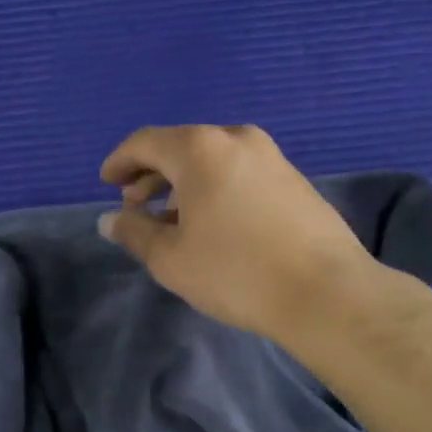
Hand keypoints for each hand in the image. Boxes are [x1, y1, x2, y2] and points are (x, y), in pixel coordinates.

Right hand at [97, 125, 377, 343]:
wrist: (325, 292)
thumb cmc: (235, 272)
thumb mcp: (171, 258)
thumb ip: (135, 232)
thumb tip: (111, 219)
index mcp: (201, 149)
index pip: (146, 142)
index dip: (120, 162)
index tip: (107, 183)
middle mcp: (237, 139)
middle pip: (181, 147)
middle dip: (152, 174)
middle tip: (134, 206)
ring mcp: (271, 157)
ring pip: (213, 161)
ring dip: (184, 184)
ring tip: (171, 220)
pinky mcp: (294, 179)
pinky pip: (239, 173)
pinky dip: (215, 189)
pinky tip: (213, 224)